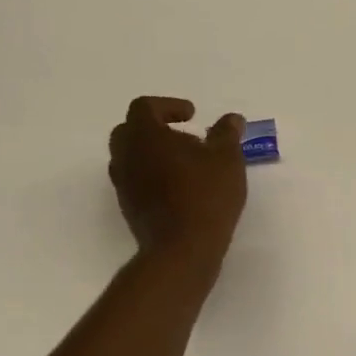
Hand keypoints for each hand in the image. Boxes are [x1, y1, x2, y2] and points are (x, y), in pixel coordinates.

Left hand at [108, 97, 246, 263]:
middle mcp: (126, 157)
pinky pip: (136, 180)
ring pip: (131, 157)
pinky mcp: (129, 208)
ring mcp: (124, 185)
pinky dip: (153, 175)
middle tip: (185, 137)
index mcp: (145, 136)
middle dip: (155, 128)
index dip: (168, 105)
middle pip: (130, 130)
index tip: (192, 116)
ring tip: (186, 164)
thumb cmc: (206, 195)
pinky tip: (181, 187)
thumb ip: (227, 134)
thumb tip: (231, 119)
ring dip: (153, 153)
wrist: (183, 250)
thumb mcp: (227, 159)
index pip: (144, 107)